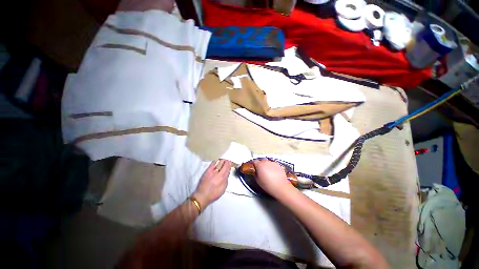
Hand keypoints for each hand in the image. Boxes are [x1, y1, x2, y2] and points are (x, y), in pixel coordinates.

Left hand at [193, 159, 231, 207]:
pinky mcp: (207, 170)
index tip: (230, 163)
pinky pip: (212, 163)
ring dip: (221, 160)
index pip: (228, 166)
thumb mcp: (224, 188)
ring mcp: (212, 171)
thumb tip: (227, 173)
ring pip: (218, 161)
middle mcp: (217, 172)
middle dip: (226, 161)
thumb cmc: (213, 194)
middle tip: (227, 161)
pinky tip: (216, 163)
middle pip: (223, 162)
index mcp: (223, 177)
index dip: (230, 163)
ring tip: (223, 161)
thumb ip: (226, 179)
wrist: (202, 196)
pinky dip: (216, 162)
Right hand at [252, 159, 294, 196]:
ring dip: (266, 165)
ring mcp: (273, 163)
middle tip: (260, 170)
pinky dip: (272, 167)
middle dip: (260, 164)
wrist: (281, 187)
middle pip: (261, 160)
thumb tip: (256, 172)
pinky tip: (273, 173)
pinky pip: (274, 164)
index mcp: (260, 165)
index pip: (254, 161)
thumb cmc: (268, 185)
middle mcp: (266, 162)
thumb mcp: (257, 180)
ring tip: (267, 172)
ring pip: (268, 162)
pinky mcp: (279, 165)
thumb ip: (255, 173)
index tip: (253, 167)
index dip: (253, 164)